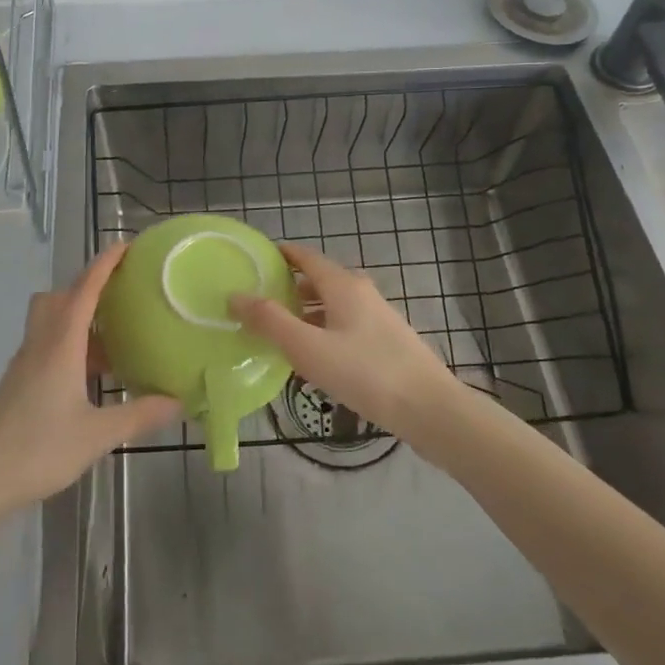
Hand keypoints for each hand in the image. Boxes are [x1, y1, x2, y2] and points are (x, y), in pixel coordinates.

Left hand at [0, 244, 180, 522]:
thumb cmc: (38, 450)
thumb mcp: (98, 435)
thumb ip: (140, 415)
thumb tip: (179, 401)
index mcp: (60, 346)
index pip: (84, 290)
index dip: (104, 264)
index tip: (126, 246)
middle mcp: (40, 345)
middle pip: (60, 298)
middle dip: (88, 287)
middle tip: (120, 295)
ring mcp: (24, 364)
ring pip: (50, 322)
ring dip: (78, 318)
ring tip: (113, 338)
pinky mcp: (17, 383)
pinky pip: (46, 346)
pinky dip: (69, 345)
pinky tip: (89, 376)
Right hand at [231, 241, 465, 442]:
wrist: (429, 408)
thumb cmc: (364, 372)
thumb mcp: (307, 347)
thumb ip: (269, 320)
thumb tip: (235, 295)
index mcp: (343, 285)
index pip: (305, 256)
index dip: (279, 255)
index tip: (253, 262)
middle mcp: (361, 292)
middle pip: (318, 280)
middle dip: (288, 288)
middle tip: (257, 304)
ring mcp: (377, 317)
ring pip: (332, 305)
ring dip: (305, 313)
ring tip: (279, 333)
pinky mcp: (386, 341)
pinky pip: (345, 325)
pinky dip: (323, 330)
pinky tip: (314, 357)